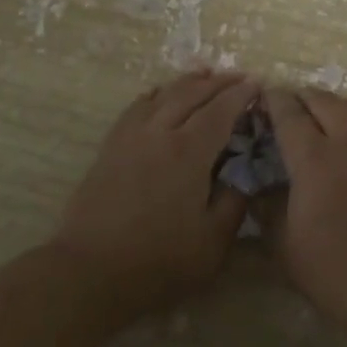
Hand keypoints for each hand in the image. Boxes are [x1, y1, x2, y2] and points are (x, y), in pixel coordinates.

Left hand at [51, 70, 256, 320]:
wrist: (89, 273)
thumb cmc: (159, 262)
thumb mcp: (213, 242)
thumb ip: (235, 202)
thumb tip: (243, 174)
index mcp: (190, 151)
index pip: (221, 110)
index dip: (240, 94)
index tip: (257, 84)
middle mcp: (160, 132)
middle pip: (192, 93)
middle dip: (219, 82)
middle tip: (239, 77)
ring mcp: (131, 136)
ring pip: (163, 94)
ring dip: (188, 81)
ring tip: (205, 74)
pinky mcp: (110, 147)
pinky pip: (136, 107)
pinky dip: (155, 94)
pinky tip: (160, 94)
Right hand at [262, 87, 346, 329]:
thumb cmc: (334, 266)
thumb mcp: (284, 245)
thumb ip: (267, 209)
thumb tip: (256, 188)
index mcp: (314, 158)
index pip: (290, 114)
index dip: (274, 100)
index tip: (262, 95)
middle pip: (324, 100)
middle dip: (303, 96)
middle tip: (288, 103)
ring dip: (335, 102)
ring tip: (323, 114)